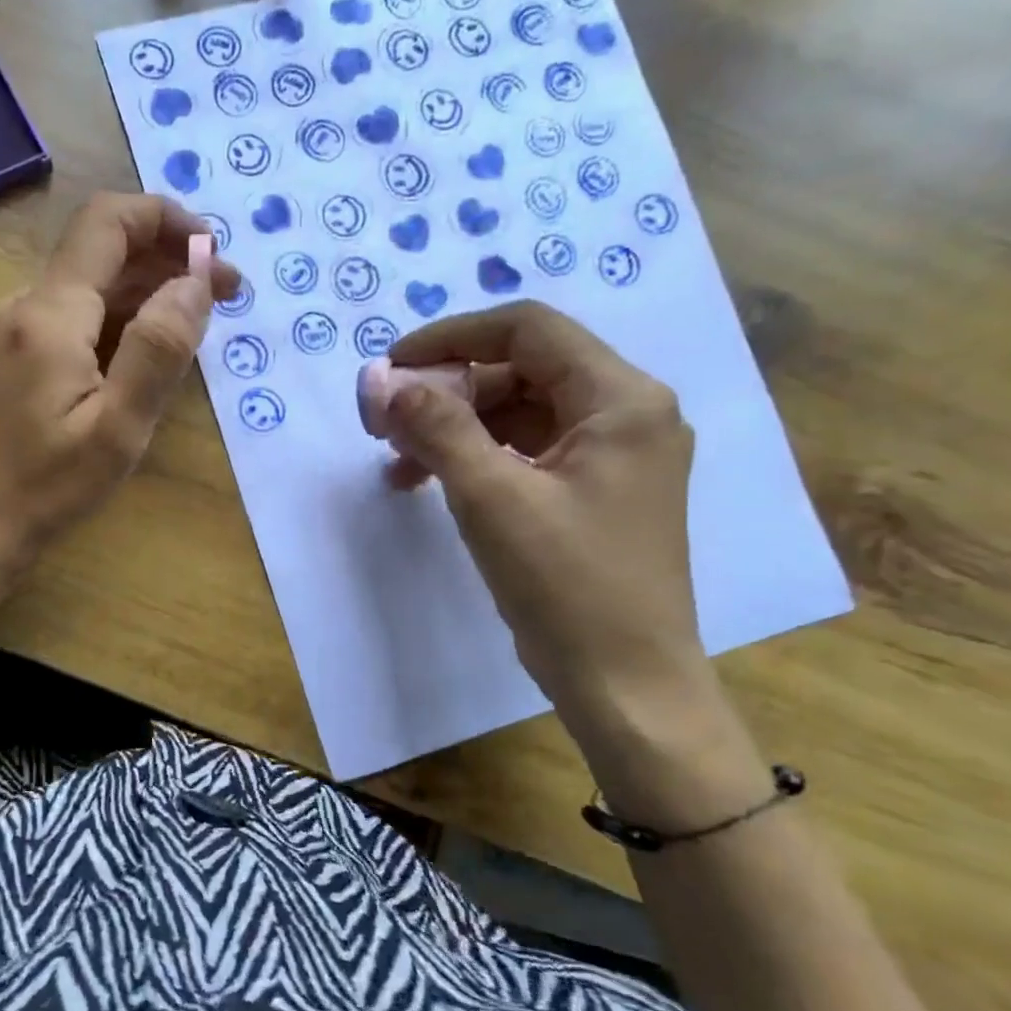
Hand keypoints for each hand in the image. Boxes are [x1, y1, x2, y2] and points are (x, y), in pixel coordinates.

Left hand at [0, 193, 238, 580]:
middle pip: (101, 252)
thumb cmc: (46, 486)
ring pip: (88, 286)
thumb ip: (158, 350)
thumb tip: (194, 282)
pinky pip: (72, 318)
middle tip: (225, 296)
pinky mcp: (11, 356)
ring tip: (196, 325)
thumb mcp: (117, 428)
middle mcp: (24, 305)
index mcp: (50, 313)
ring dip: (146, 292)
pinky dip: (117, 320)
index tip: (214, 253)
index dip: (166, 219)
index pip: (108, 222)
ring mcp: (12, 330)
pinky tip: (145, 353)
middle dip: (168, 261)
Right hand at [382, 300, 707, 739]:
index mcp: (622, 399)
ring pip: (518, 413)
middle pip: (521, 371)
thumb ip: (437, 428)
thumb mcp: (491, 497)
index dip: (452, 336)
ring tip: (399, 463)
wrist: (623, 681)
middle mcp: (627, 414)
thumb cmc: (565, 584)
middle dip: (447, 392)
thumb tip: (382, 382)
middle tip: (387, 424)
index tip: (392, 365)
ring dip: (455, 428)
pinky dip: (476, 459)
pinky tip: (429, 483)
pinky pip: (525, 452)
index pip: (528, 329)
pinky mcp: (592, 492)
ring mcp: (612, 456)